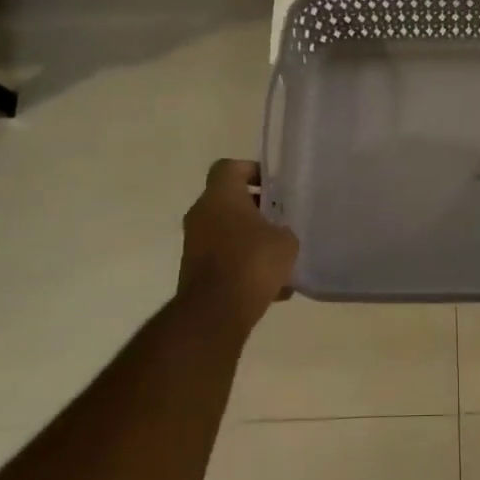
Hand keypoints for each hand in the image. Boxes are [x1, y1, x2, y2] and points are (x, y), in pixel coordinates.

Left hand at [177, 159, 298, 330]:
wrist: (215, 312)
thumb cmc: (252, 262)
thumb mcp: (286, 241)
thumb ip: (284, 229)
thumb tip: (278, 233)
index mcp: (220, 196)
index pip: (229, 167)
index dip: (251, 170)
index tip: (274, 186)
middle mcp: (201, 214)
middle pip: (229, 201)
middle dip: (257, 210)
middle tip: (282, 221)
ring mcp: (194, 244)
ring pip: (227, 231)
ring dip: (251, 240)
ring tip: (280, 258)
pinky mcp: (194, 271)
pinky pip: (224, 259)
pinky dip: (244, 266)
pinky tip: (272, 288)